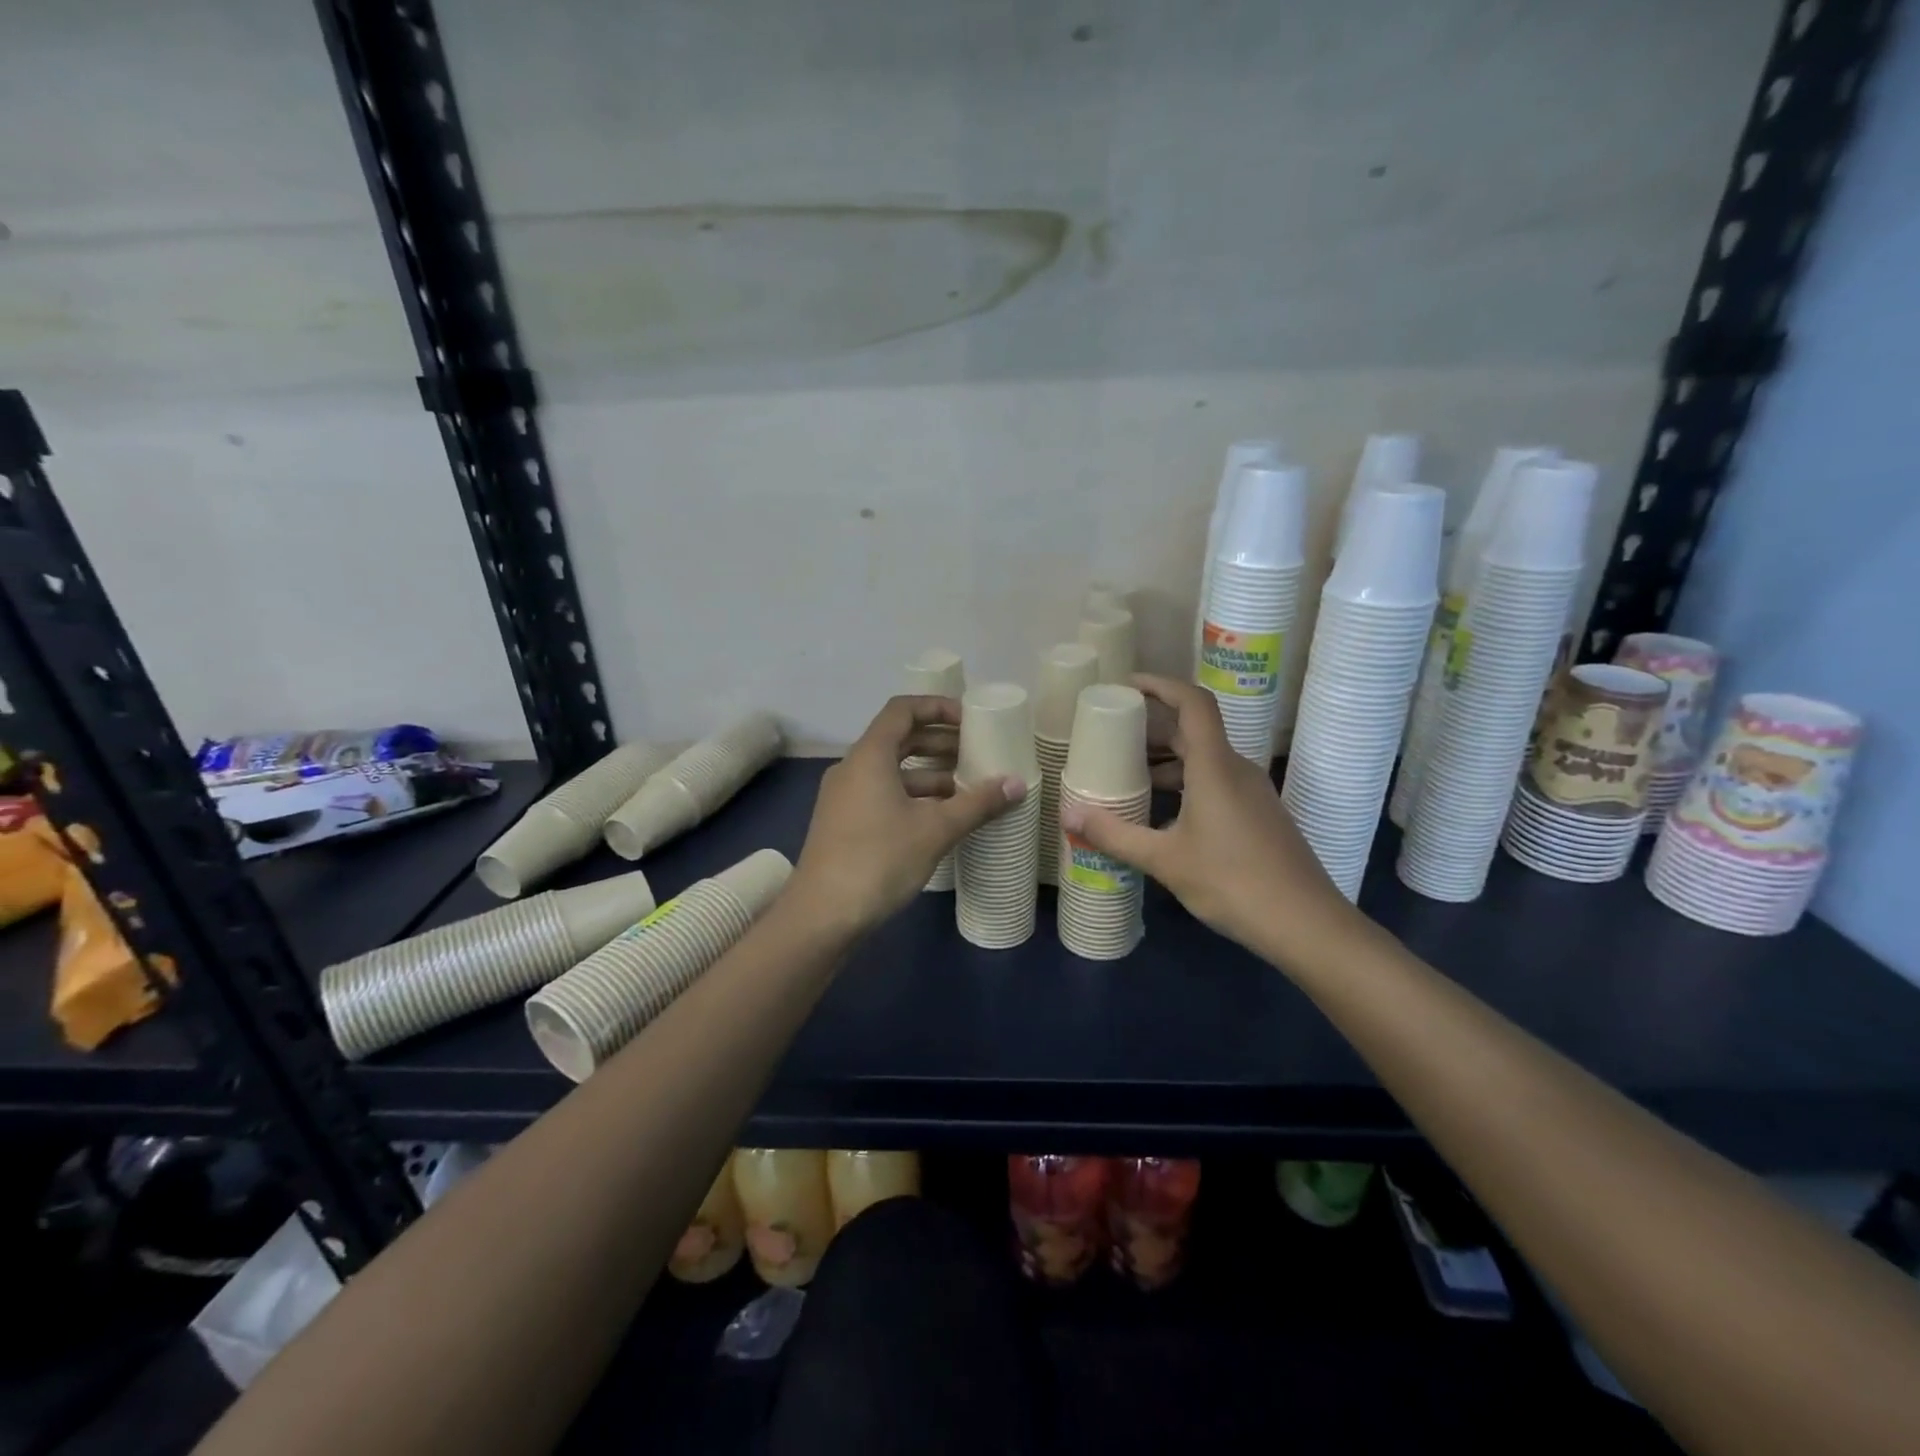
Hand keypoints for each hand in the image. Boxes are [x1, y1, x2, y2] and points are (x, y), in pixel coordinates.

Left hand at [792, 695, 1025, 933]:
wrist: (821, 916)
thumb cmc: (878, 860)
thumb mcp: (935, 830)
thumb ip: (977, 804)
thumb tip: (1017, 784)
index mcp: (869, 756)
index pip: (902, 710)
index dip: (937, 707)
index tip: (970, 721)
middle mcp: (852, 768)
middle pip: (899, 739)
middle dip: (939, 742)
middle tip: (977, 753)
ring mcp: (845, 797)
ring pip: (892, 771)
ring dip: (929, 773)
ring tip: (968, 787)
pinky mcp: (844, 823)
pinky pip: (883, 794)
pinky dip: (913, 796)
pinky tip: (941, 817)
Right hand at [1057, 674, 1357, 961]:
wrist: (1306, 924)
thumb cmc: (1232, 882)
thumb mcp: (1165, 860)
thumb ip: (1115, 836)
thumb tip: (1070, 818)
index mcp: (1215, 766)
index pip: (1193, 703)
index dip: (1160, 685)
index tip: (1126, 686)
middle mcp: (1236, 769)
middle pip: (1193, 731)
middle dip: (1151, 730)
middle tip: (1111, 738)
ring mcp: (1251, 793)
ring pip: (1203, 761)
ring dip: (1166, 762)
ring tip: (1126, 778)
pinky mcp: (1258, 815)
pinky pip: (1215, 783)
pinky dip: (1184, 785)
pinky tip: (1160, 815)